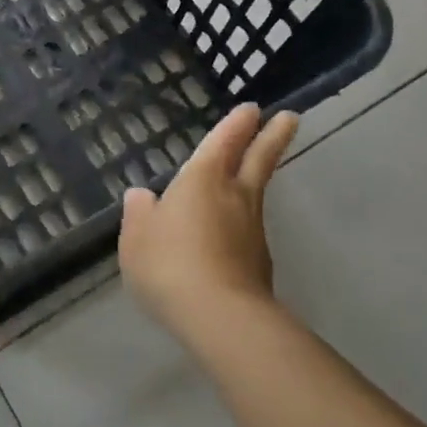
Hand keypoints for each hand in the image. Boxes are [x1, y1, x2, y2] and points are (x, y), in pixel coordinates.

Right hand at [119, 103, 298, 342]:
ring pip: (255, 194)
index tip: (252, 109)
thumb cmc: (170, 264)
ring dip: (256, 179)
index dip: (237, 124)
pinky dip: (241, 222)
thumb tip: (142, 195)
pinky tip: (226, 235)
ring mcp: (252, 230)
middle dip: (272, 136)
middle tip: (290, 117)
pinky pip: (247, 230)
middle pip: (259, 159)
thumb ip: (139, 213)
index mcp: (202, 179)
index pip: (224, 141)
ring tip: (247, 175)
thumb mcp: (137, 237)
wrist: (220, 317)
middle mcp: (234, 196)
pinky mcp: (259, 262)